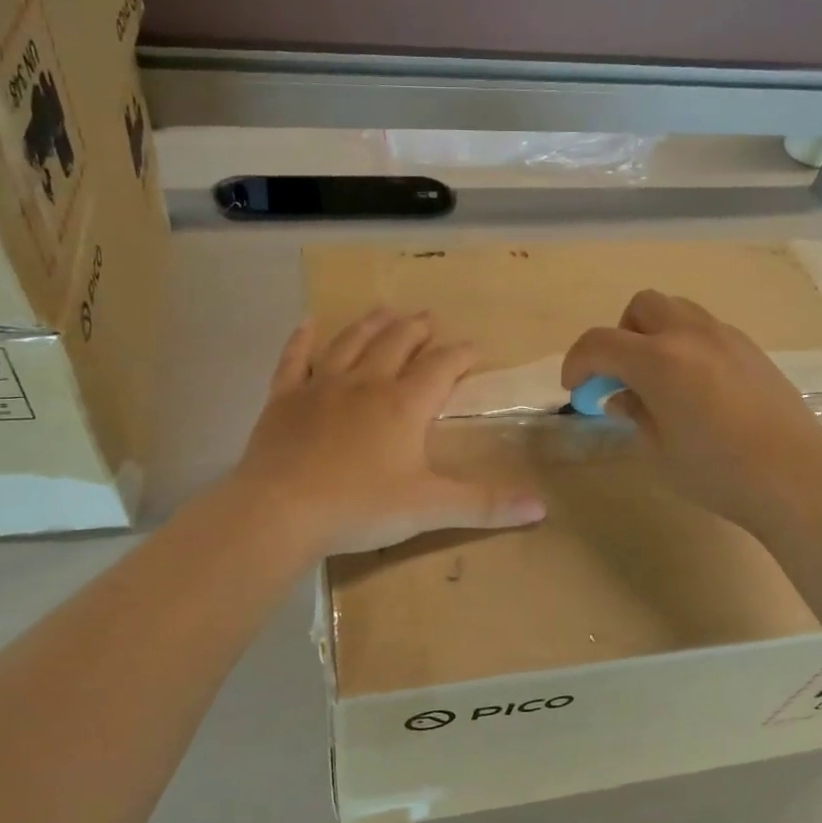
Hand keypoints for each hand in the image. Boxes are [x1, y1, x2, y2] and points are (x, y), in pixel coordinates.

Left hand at [234, 309, 547, 556]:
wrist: (280, 511)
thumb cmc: (359, 507)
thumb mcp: (429, 509)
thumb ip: (485, 505)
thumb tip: (541, 508)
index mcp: (404, 404)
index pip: (442, 367)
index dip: (461, 354)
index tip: (474, 348)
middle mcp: (366, 383)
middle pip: (397, 343)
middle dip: (418, 329)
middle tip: (429, 318)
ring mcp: (321, 386)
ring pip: (351, 342)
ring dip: (372, 324)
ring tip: (386, 311)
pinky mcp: (284, 399)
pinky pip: (294, 359)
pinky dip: (302, 339)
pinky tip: (308, 322)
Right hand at [561, 290, 821, 531]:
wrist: (795, 476)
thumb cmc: (716, 471)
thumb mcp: (658, 451)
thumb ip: (633, 413)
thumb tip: (621, 396)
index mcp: (659, 360)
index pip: (600, 343)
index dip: (577, 362)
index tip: (576, 388)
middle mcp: (690, 335)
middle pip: (641, 307)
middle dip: (620, 335)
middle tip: (622, 376)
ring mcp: (726, 337)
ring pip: (677, 310)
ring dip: (655, 334)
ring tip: (660, 378)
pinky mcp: (751, 349)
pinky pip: (706, 329)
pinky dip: (687, 344)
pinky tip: (697, 387)